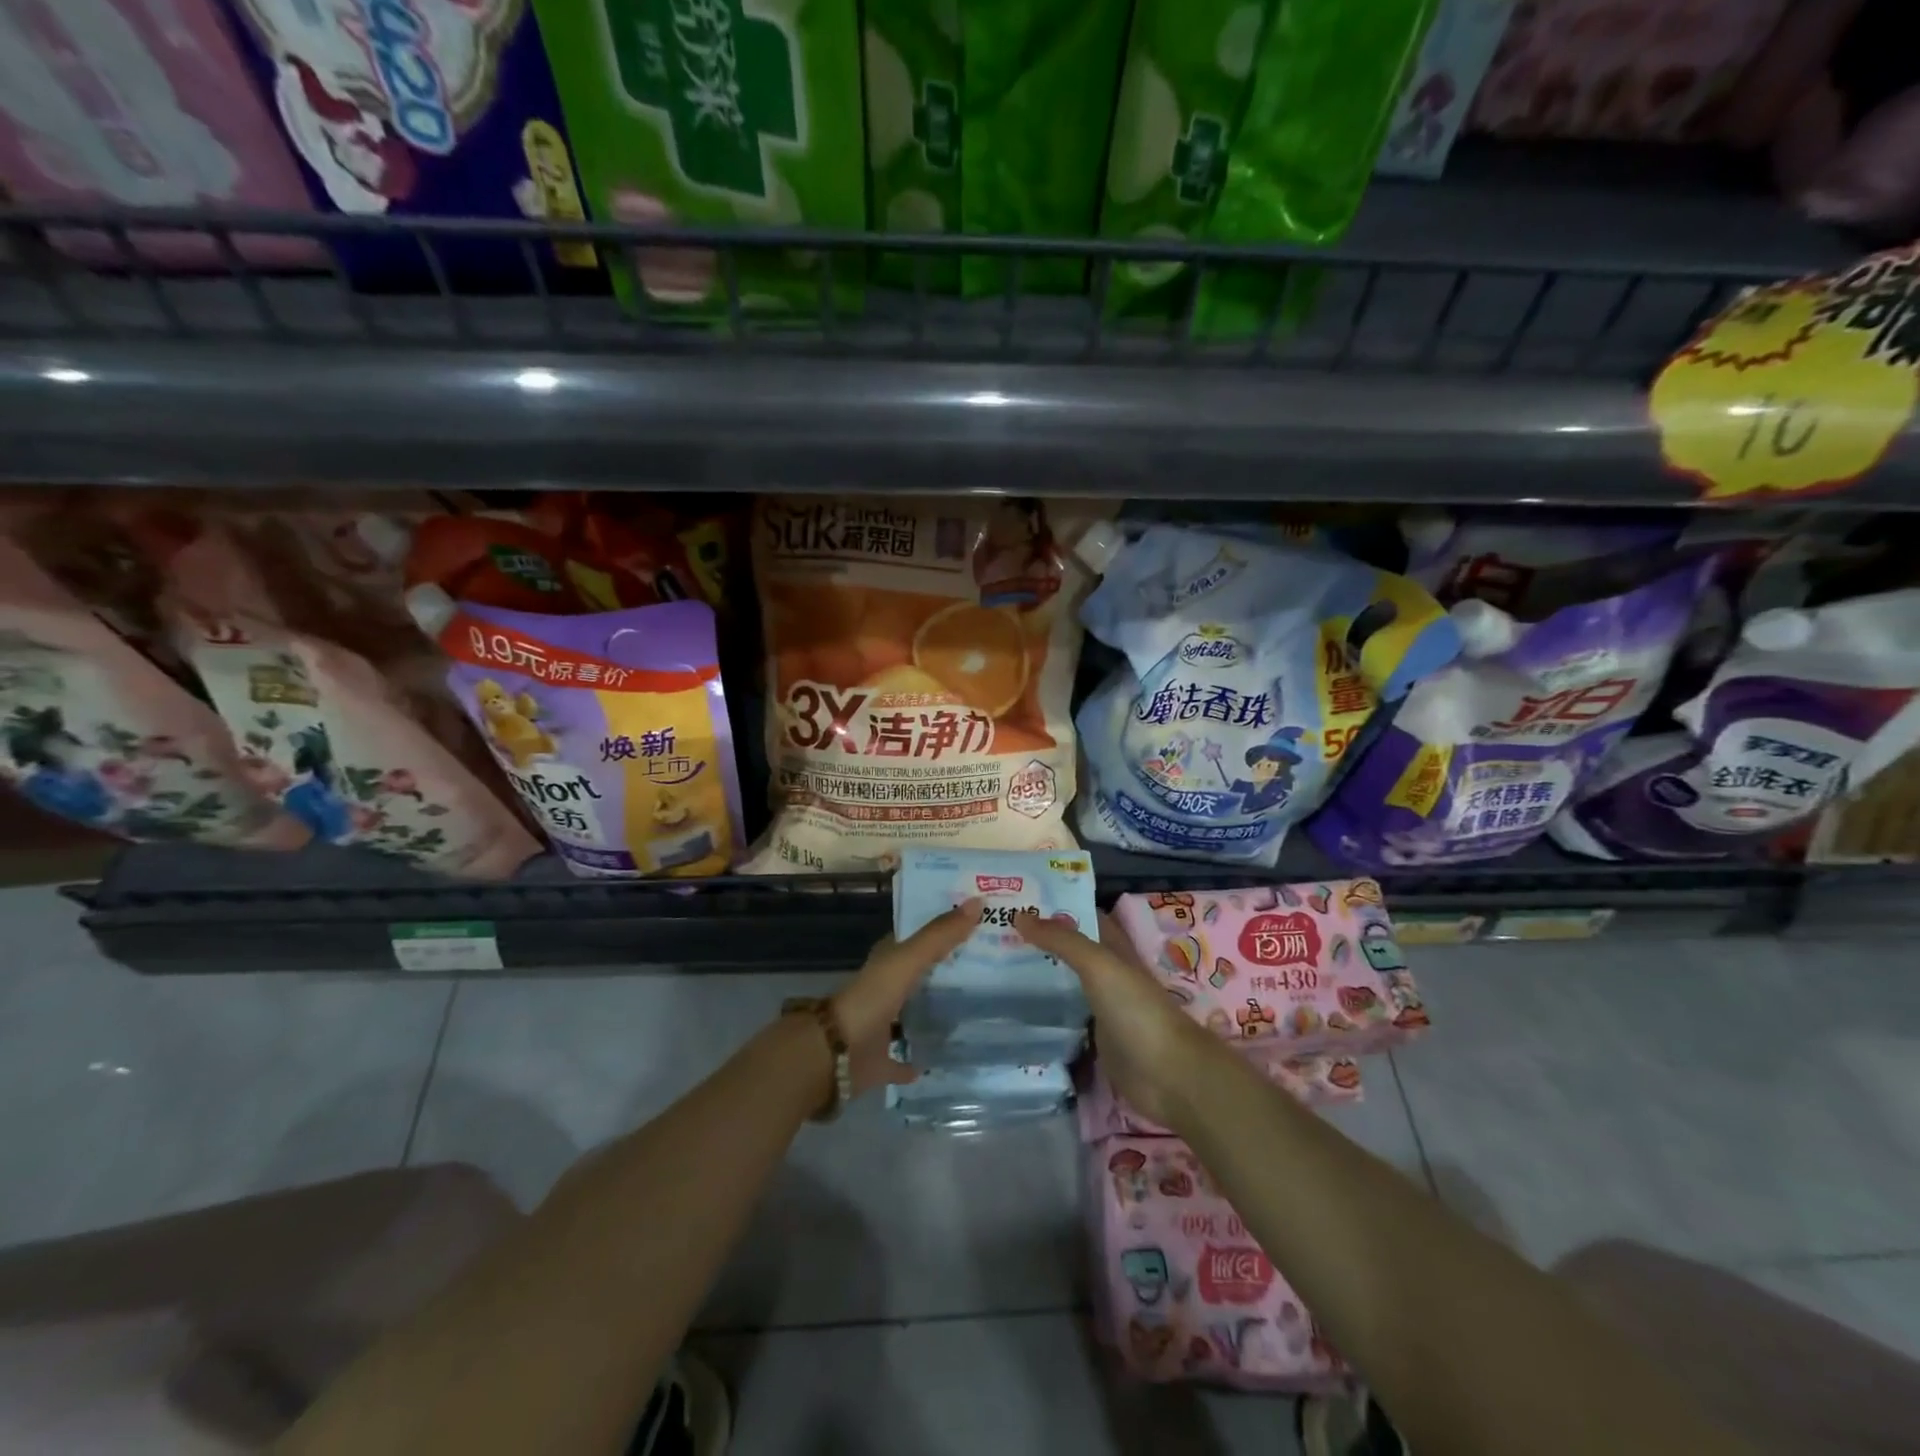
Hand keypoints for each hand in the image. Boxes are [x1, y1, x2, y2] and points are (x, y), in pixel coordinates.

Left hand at [830, 899, 981, 1094]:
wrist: (836, 1051)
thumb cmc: (873, 997)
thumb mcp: (909, 959)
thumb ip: (940, 934)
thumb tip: (978, 901)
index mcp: (888, 961)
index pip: (917, 938)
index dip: (943, 929)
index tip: (976, 924)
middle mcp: (885, 989)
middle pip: (920, 975)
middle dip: (947, 970)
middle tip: (988, 966)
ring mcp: (882, 1025)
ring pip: (913, 1013)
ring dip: (935, 1012)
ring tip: (977, 1010)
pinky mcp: (881, 1060)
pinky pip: (905, 1059)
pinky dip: (919, 1059)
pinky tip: (943, 1059)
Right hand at [1014, 909, 1219, 1128]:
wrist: (1168, 1075)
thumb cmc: (1136, 1010)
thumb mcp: (1099, 965)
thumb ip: (1062, 941)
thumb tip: (1020, 916)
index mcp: (1116, 951)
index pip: (1086, 918)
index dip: (1059, 907)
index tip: (1021, 900)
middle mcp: (1109, 976)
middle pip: (1073, 953)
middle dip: (1042, 943)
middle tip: (998, 933)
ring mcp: (1103, 1010)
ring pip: (1067, 986)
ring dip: (1040, 978)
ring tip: (997, 968)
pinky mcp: (1096, 1042)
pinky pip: (1065, 1021)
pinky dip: (1045, 1015)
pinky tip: (1015, 1012)